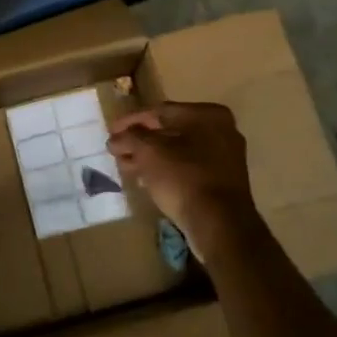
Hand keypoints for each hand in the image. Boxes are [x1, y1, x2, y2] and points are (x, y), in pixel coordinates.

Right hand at [108, 102, 260, 260]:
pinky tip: (144, 180)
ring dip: (150, 157)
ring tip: (124, 166)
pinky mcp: (222, 183)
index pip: (160, 111)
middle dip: (140, 141)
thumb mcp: (149, 152)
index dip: (131, 121)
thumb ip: (130, 138)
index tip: (111, 131)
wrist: (219, 226)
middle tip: (116, 149)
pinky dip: (165, 171)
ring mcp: (224, 158)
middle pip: (170, 131)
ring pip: (177, 152)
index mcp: (208, 115)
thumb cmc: (184, 178)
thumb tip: (116, 138)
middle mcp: (221, 131)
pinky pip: (187, 169)